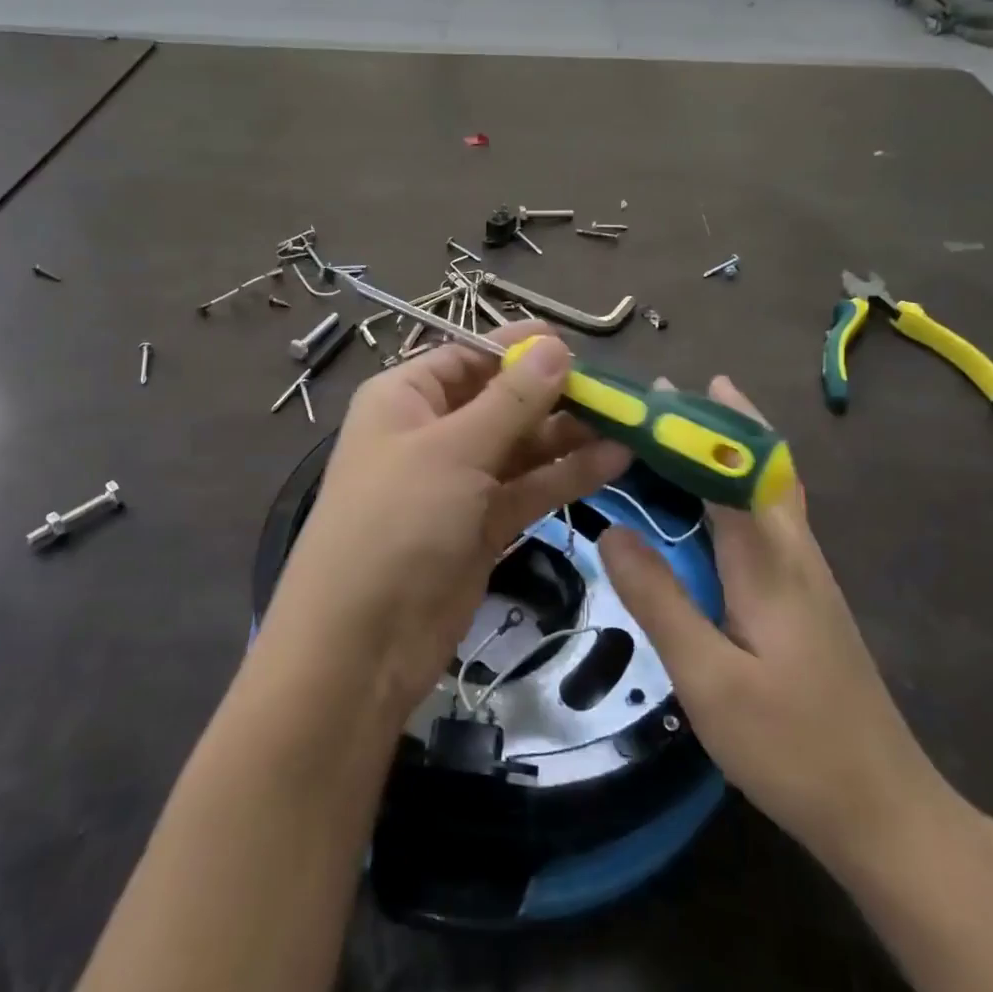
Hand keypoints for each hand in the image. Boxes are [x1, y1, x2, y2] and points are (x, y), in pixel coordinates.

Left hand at [261, 323, 630, 719]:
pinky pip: (529, 488)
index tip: (577, 346)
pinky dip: (567, 475)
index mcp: (406, 398)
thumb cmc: (397, 523)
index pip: (469, 357)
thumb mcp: (454, 450)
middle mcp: (432, 433)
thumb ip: (512, 400)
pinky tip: (615, 461)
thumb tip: (555, 346)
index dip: (519, 349)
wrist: (362, 645)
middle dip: (556, 395)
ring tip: (630, 425)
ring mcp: (459, 482)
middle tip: (618, 394)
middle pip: (502, 401)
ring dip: (570, 436)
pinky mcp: (482, 526)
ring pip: (522, 446)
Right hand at [599, 376, 945, 869]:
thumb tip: (610, 530)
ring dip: (731, 448)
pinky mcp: (807, 598)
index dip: (691, 426)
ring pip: (770, 489)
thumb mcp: (708, 680)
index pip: (728, 469)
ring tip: (686, 428)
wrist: (886, 812)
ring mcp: (808, 575)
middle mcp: (794, 553)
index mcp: (770, 562)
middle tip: (666, 396)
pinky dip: (739, 487)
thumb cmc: (792, 746)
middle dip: (718, 421)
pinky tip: (714, 504)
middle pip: (761, 464)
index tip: (654, 393)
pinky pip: (770, 519)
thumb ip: (659, 600)